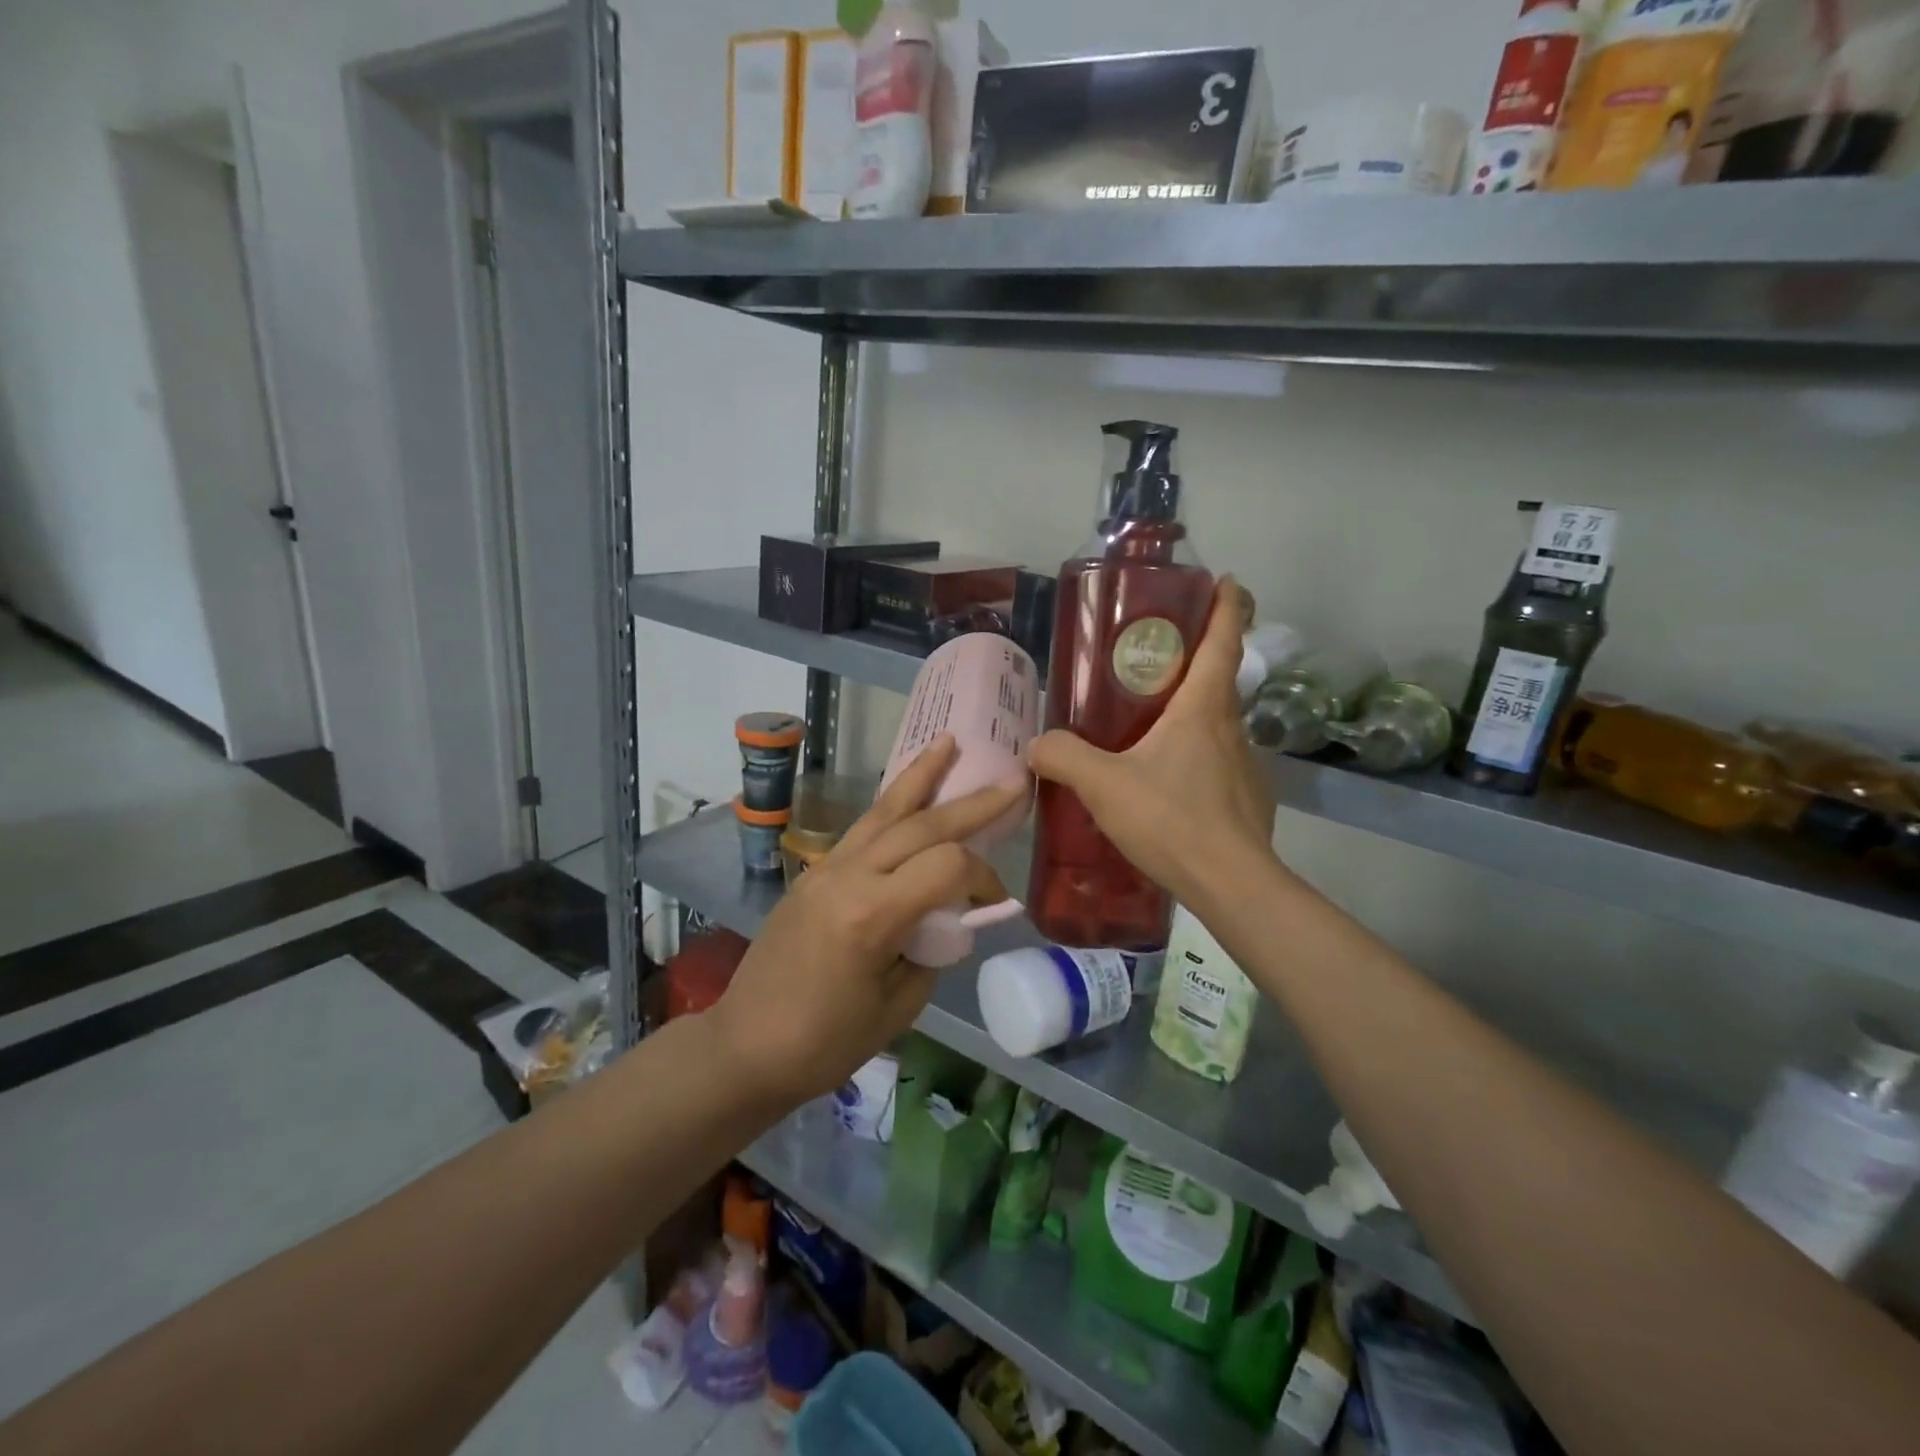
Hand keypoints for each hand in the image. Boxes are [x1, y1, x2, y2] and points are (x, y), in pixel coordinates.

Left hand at [707, 735, 1022, 1107]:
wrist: (745, 1046)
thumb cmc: (824, 1042)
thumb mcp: (897, 1008)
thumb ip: (932, 951)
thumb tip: (949, 918)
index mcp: (872, 914)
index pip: (947, 866)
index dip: (982, 878)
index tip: (992, 903)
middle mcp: (849, 876)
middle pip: (921, 825)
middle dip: (971, 804)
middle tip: (1011, 782)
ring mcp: (827, 868)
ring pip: (884, 811)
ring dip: (921, 776)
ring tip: (947, 743)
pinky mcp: (815, 872)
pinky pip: (862, 828)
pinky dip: (891, 804)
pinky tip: (907, 793)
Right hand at [1028, 578, 1279, 910]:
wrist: (1232, 884)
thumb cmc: (1171, 818)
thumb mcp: (1103, 784)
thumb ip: (1063, 757)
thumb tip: (1036, 745)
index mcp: (1203, 708)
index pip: (1224, 640)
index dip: (1227, 606)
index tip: (1226, 582)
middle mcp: (1232, 727)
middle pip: (1219, 680)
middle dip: (1194, 663)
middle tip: (1152, 665)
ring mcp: (1246, 765)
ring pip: (1218, 726)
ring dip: (1192, 717)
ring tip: (1150, 734)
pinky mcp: (1249, 799)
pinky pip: (1219, 765)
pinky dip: (1197, 761)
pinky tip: (1169, 789)